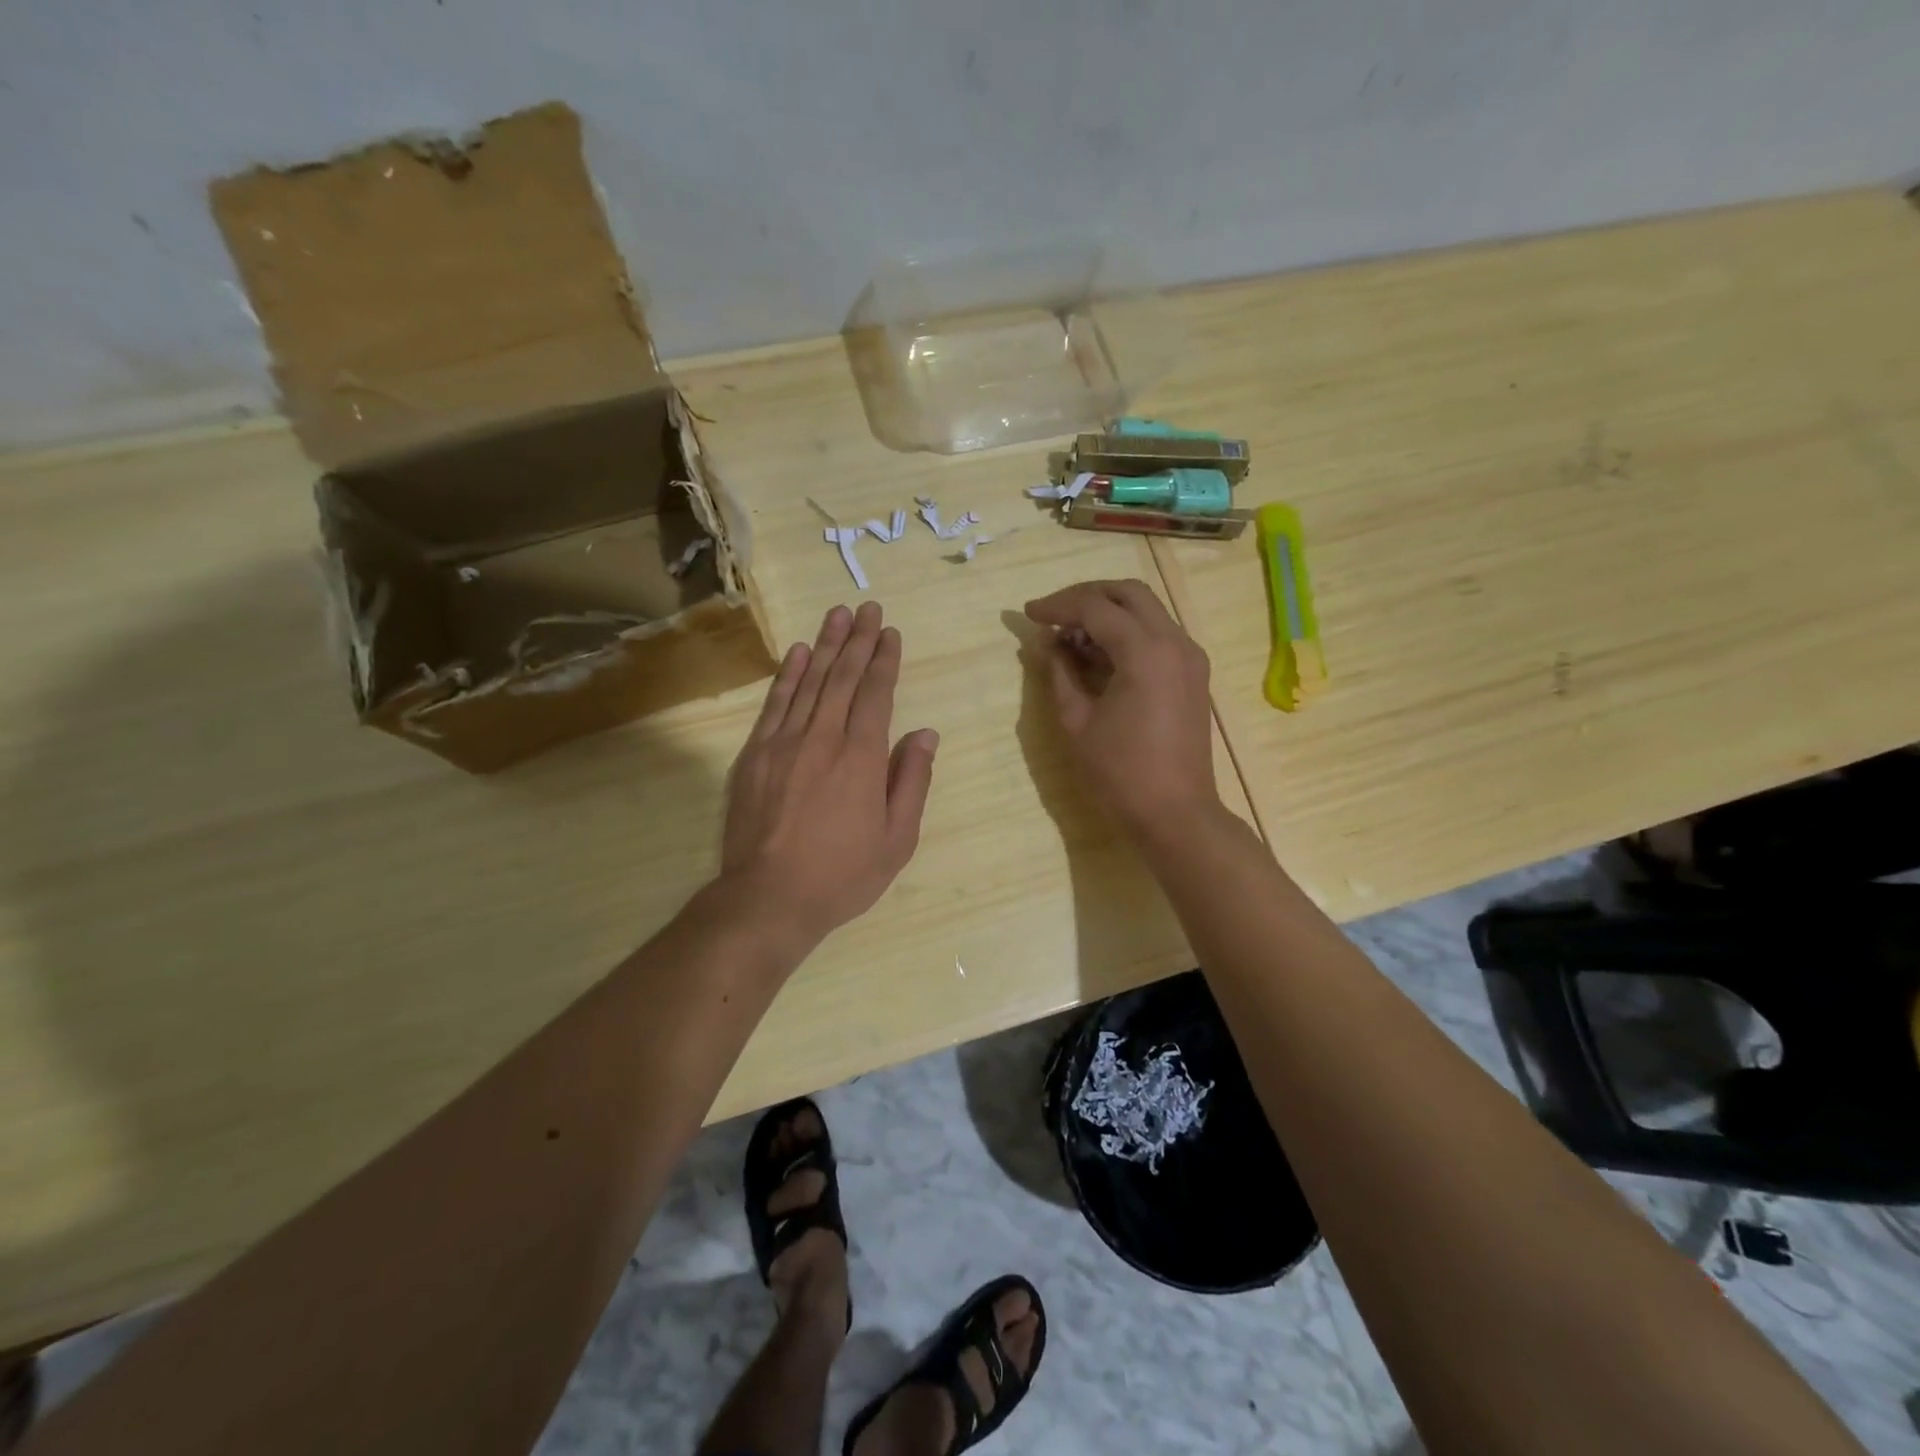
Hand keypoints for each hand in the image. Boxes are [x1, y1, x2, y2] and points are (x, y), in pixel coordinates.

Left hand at [719, 601, 937, 946]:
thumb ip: (912, 780)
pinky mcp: (755, 754)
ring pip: (809, 681)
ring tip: (837, 615)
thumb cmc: (843, 873)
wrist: (769, 897)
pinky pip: (775, 703)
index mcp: (862, 756)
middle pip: (844, 677)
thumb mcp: (898, 838)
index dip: (885, 660)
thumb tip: (925, 734)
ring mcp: (784, 742)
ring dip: (826, 645)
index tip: (890, 632)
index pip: (876, 693)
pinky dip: (788, 675)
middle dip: (858, 640)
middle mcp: (824, 737)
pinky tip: (798, 653)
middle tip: (867, 608)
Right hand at [1024, 579, 1219, 840]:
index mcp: (1146, 652)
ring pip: (1147, 610)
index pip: (1095, 607)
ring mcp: (1190, 657)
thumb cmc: (1120, 773)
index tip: (1028, 613)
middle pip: (1129, 593)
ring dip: (1108, 613)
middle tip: (1053, 614)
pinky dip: (1127, 632)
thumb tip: (1046, 644)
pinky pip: (1158, 635)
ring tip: (1070, 637)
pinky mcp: (1192, 674)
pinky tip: (1099, 655)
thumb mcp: (1077, 722)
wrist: (1175, 814)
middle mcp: (1175, 642)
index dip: (1057, 606)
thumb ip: (1059, 673)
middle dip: (1086, 596)